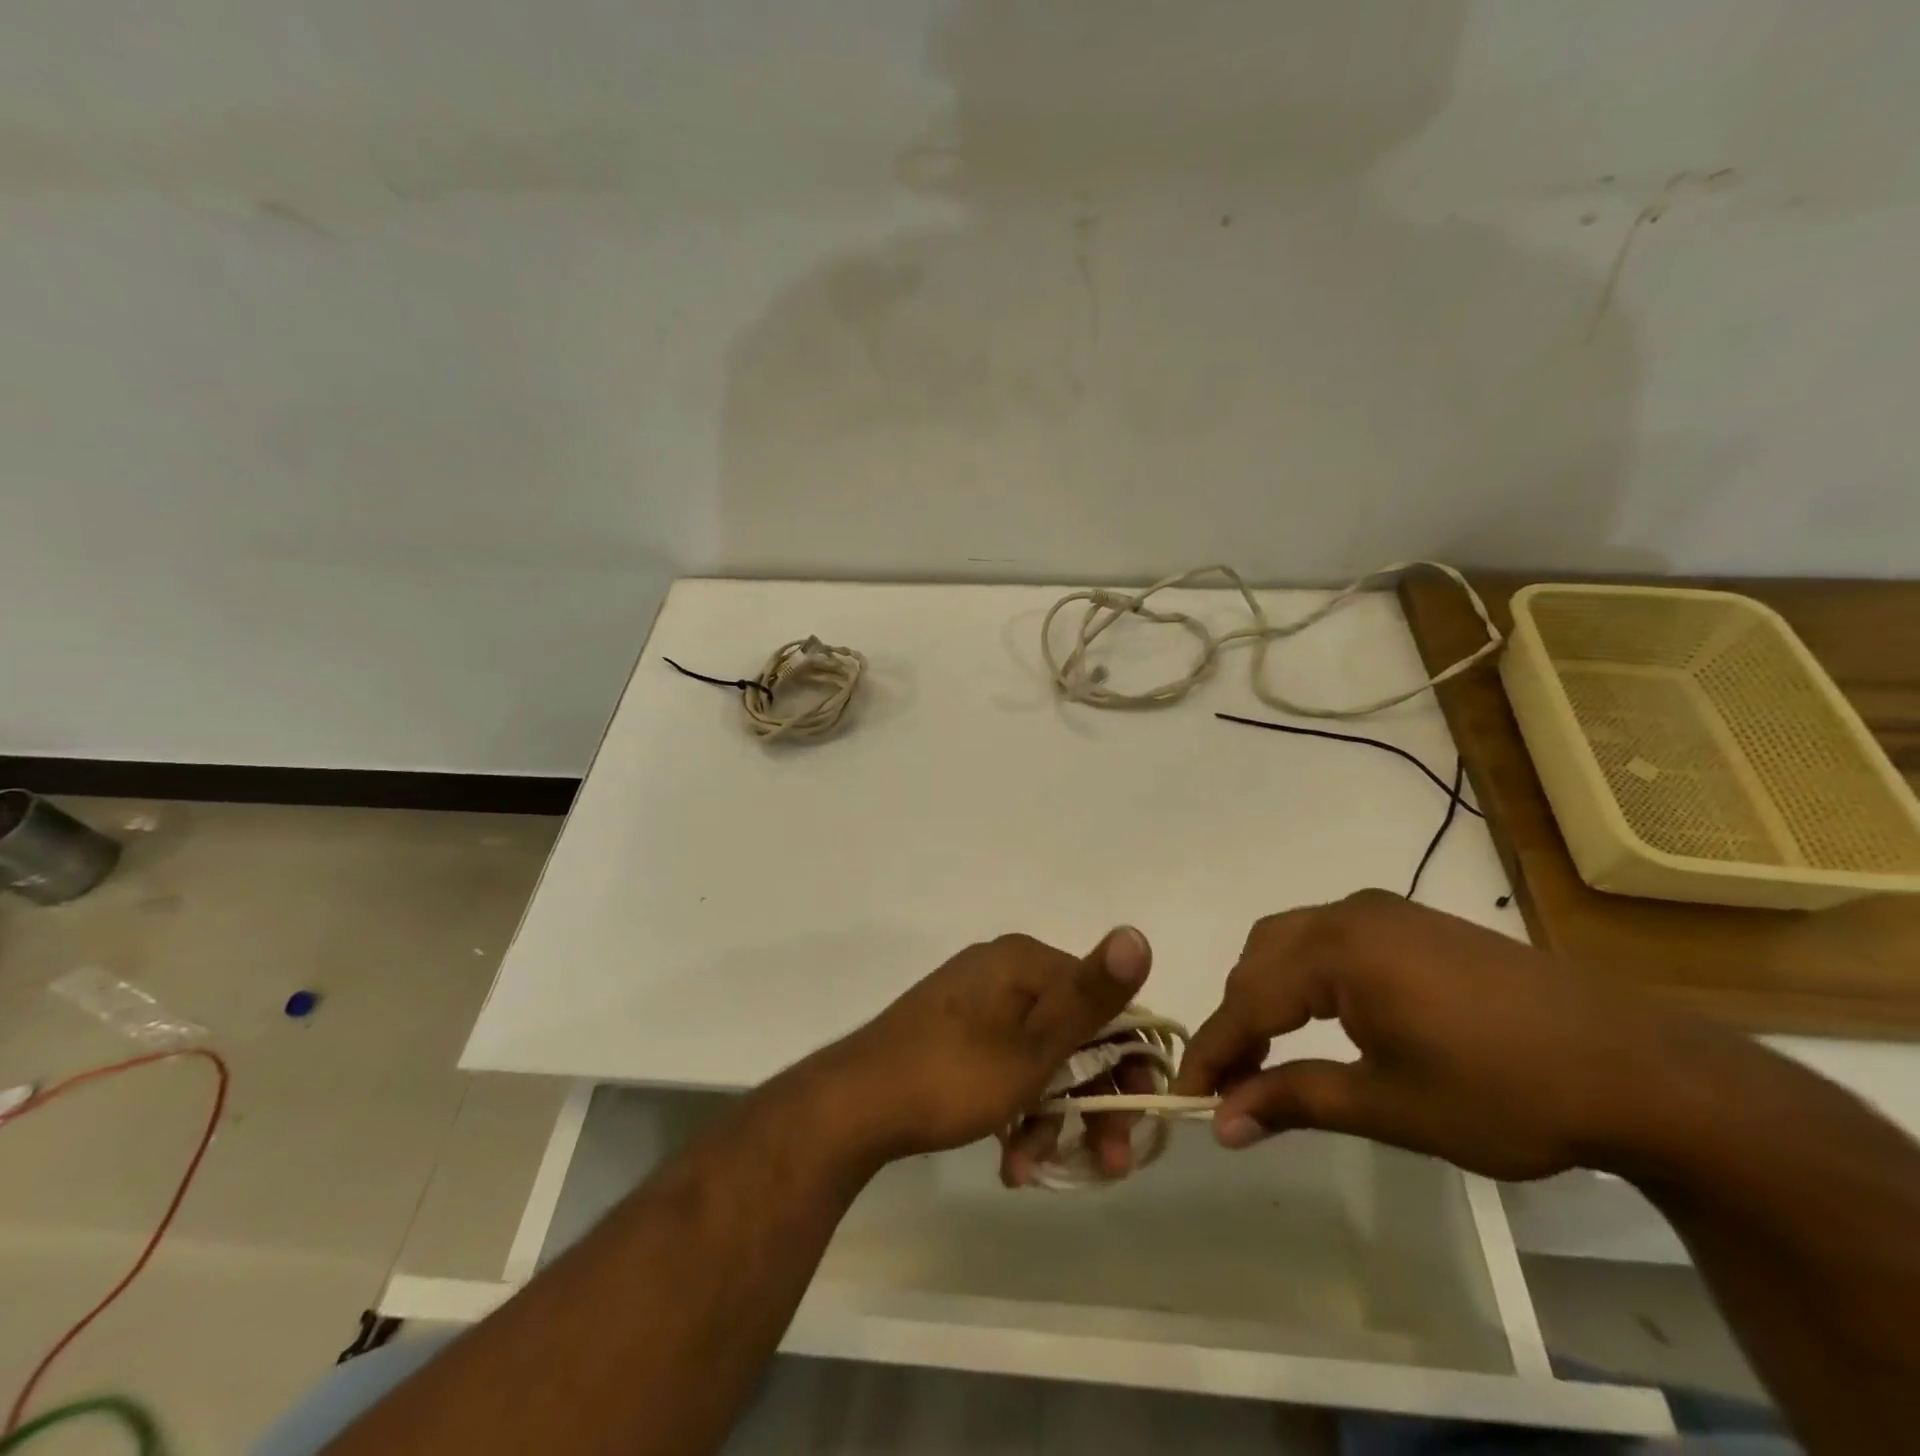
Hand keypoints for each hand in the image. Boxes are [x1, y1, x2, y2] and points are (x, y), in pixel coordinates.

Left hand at [809, 927, 1153, 1178]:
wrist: (854, 1105)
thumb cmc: (952, 1075)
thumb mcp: (1033, 1046)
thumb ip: (1090, 996)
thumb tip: (1138, 933)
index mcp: (1025, 962)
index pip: (1103, 1003)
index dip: (1130, 1063)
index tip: (1135, 1121)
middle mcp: (1003, 971)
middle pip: (1073, 1034)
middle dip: (1091, 1102)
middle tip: (1107, 1163)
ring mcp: (976, 1001)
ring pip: (1039, 1058)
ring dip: (1050, 1116)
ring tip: (1034, 1168)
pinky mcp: (955, 1031)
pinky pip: (1005, 1064)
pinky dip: (1016, 1108)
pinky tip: (1009, 1159)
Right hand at [1173, 890, 1726, 1180]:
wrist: (1640, 1070)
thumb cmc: (1507, 1092)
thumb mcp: (1391, 1106)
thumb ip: (1295, 1102)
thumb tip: (1220, 1124)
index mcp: (1340, 949)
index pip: (1249, 998)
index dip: (1214, 1050)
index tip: (1185, 1096)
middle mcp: (1349, 914)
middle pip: (1260, 959)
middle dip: (1237, 1017)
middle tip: (1230, 1081)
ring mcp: (1383, 912)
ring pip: (1289, 943)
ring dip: (1266, 992)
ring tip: (1266, 1052)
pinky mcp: (1410, 923)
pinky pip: (1327, 940)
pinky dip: (1302, 977)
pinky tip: (1318, 1017)